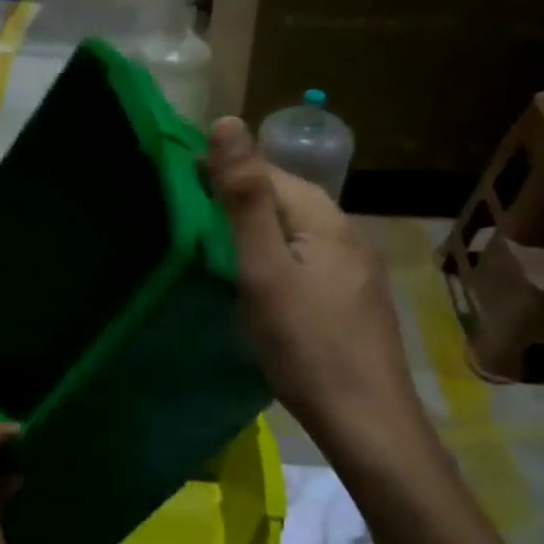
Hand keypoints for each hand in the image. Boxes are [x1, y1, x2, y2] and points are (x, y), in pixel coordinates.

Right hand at [207, 117, 431, 470]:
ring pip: (297, 229)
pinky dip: (277, 255)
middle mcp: (347, 231)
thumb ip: (244, 197)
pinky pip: (308, 257)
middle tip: (189, 213)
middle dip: (239, 196)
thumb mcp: (263, 268)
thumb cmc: (305, 344)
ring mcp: (357, 267)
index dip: (222, 168)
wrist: (367, 421)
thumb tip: (228, 121)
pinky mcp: (355, 297)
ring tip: (216, 244)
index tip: (177, 178)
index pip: (268, 171)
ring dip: (258, 226)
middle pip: (286, 197)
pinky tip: (261, 279)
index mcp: (324, 217)